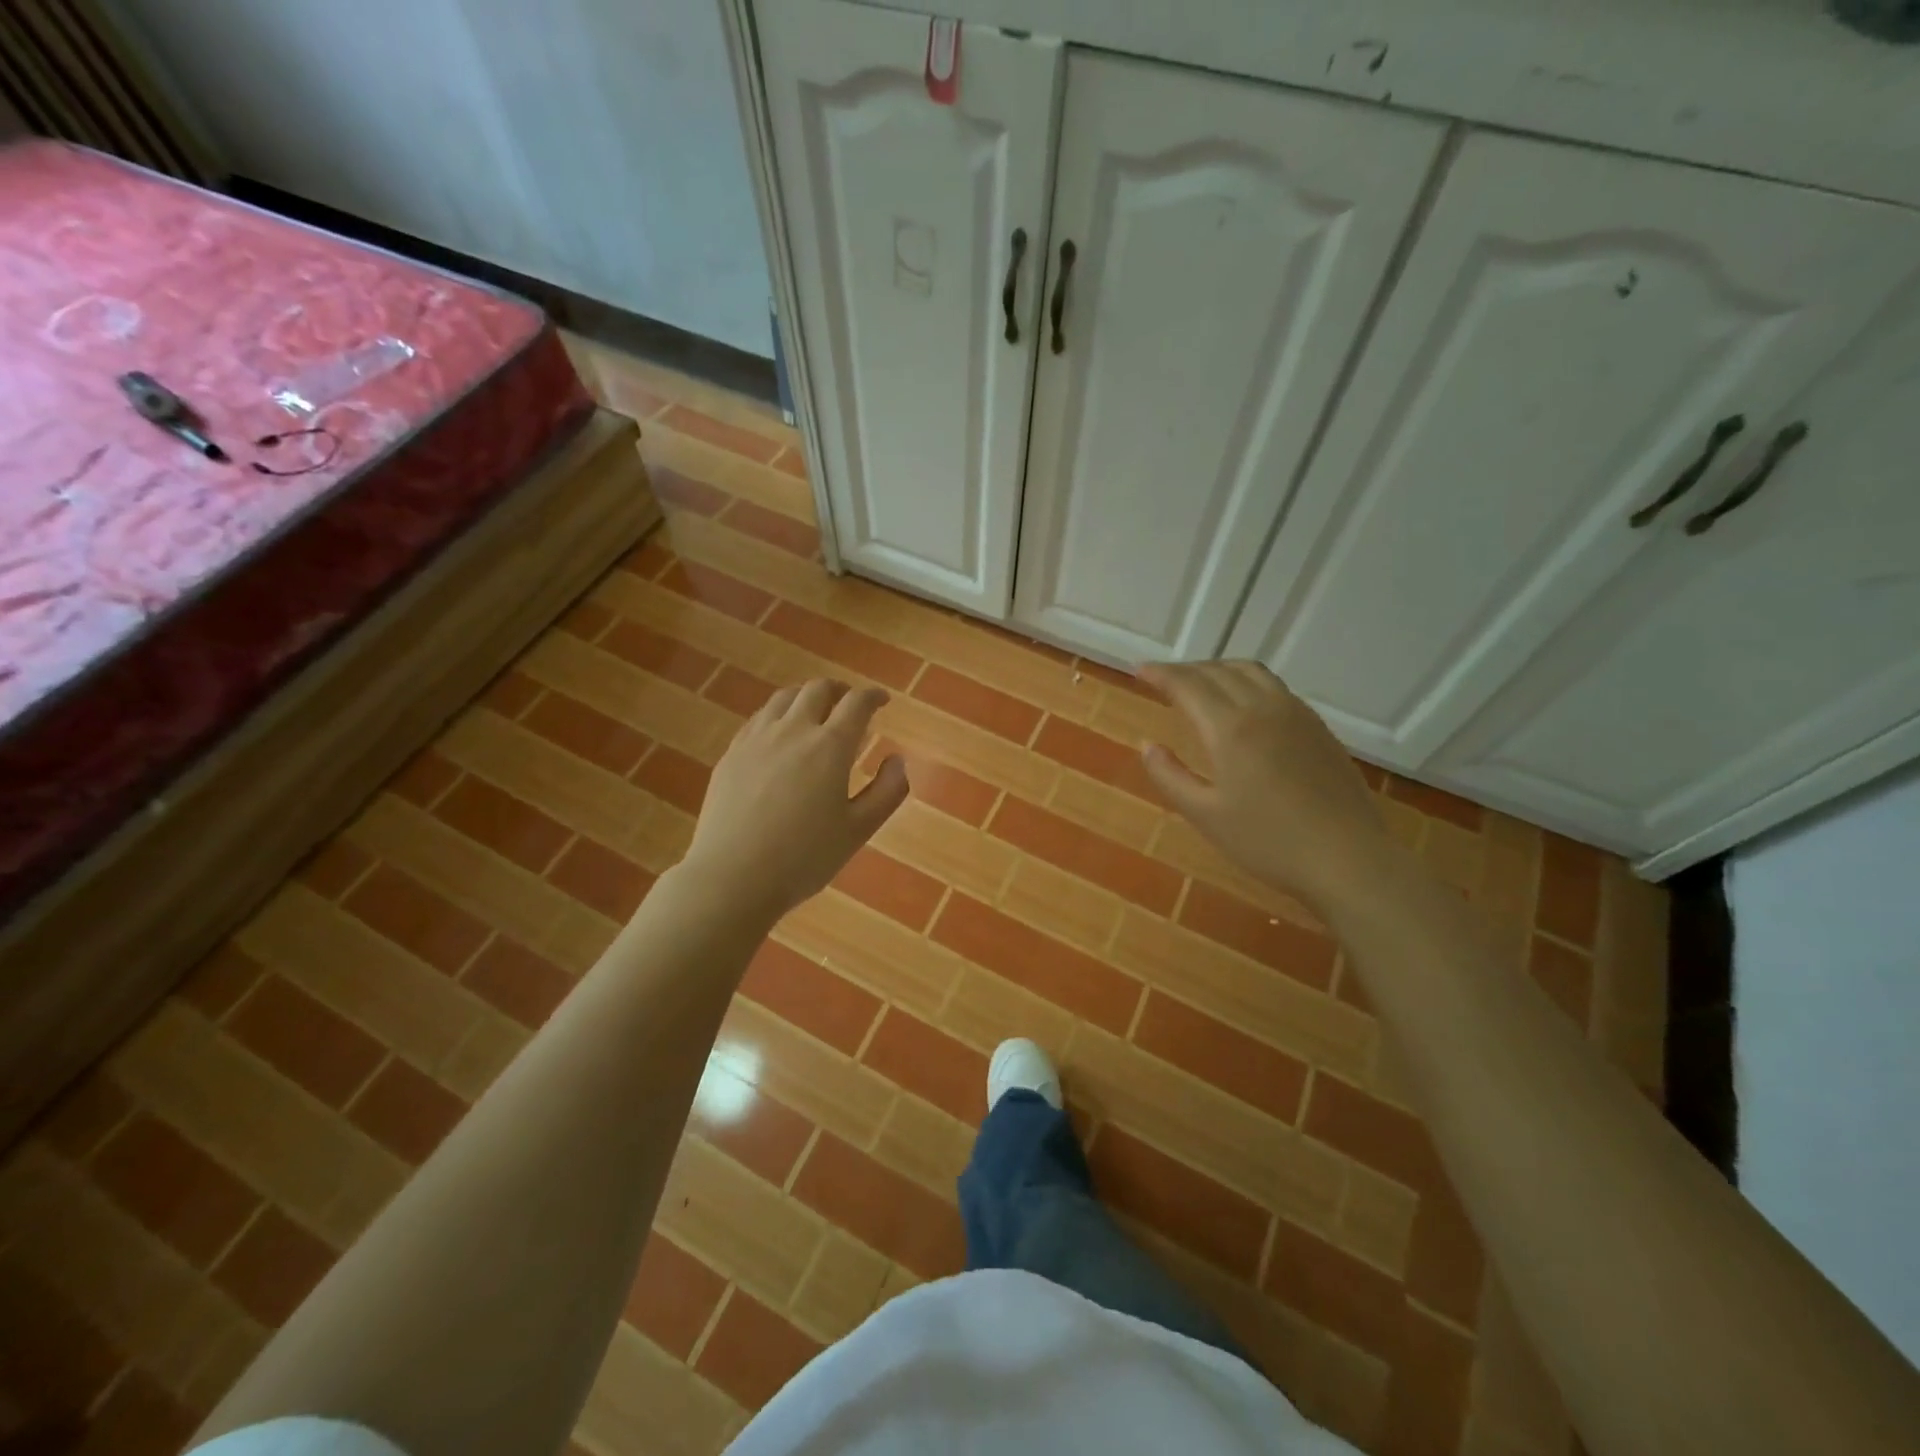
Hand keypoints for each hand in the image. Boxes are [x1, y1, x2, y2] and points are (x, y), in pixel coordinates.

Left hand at [681, 678, 907, 921]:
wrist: (732, 877)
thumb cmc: (804, 858)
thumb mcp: (859, 830)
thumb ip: (887, 792)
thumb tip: (897, 760)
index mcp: (830, 746)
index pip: (856, 703)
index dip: (872, 696)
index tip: (882, 700)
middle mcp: (793, 731)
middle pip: (817, 689)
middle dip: (839, 690)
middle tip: (849, 702)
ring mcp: (756, 739)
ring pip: (783, 698)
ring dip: (806, 696)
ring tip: (815, 710)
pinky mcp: (731, 754)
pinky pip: (758, 718)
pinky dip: (778, 714)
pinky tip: (779, 733)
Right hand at [1139, 661, 1394, 911]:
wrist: (1348, 858)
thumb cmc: (1269, 842)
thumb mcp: (1206, 815)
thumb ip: (1170, 777)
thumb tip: (1147, 745)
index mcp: (1231, 728)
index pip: (1188, 685)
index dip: (1161, 674)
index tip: (1139, 670)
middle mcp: (1263, 708)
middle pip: (1218, 671)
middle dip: (1186, 670)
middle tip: (1162, 680)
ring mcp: (1296, 714)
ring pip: (1251, 672)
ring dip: (1218, 669)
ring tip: (1200, 684)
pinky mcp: (1318, 727)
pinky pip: (1275, 687)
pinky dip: (1247, 681)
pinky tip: (1244, 704)